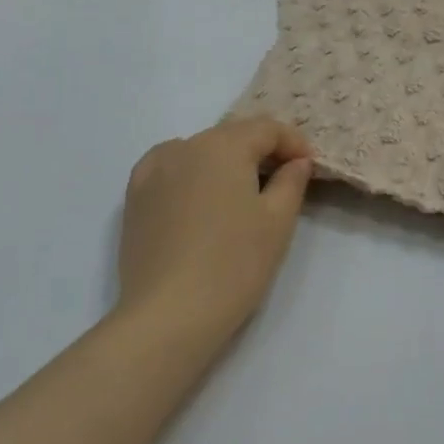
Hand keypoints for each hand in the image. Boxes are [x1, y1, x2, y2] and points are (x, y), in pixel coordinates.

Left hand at [118, 118, 314, 345]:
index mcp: (224, 145)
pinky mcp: (135, 196)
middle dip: (260, 152)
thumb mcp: (278, 221)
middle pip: (232, 136)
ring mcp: (154, 169)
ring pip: (200, 151)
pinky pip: (170, 169)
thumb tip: (296, 161)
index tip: (308, 166)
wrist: (168, 315)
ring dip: (225, 162)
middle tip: (282, 180)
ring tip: (240, 194)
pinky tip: (198, 197)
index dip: (292, 142)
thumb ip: (291, 181)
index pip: (266, 128)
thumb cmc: (234, 264)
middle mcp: (186, 146)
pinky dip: (190, 173)